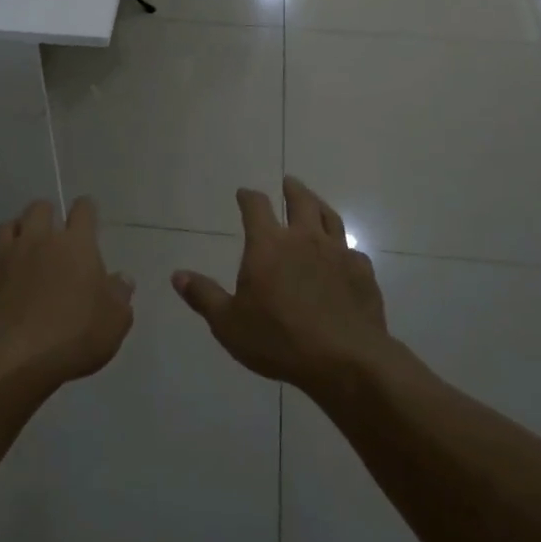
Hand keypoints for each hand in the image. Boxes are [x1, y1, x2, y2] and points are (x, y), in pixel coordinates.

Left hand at [0, 198, 134, 392]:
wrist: (13, 359)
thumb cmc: (73, 337)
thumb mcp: (114, 322)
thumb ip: (120, 296)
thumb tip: (122, 279)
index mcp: (75, 245)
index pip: (83, 210)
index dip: (86, 210)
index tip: (87, 217)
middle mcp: (38, 239)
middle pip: (39, 208)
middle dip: (46, 216)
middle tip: (51, 236)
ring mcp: (3, 254)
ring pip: (4, 225)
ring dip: (12, 233)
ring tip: (17, 248)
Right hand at [172, 177, 389, 393]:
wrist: (345, 359)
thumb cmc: (279, 339)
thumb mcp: (228, 323)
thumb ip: (203, 296)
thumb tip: (177, 275)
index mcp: (268, 245)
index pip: (256, 207)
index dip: (248, 197)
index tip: (244, 193)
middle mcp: (304, 239)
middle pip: (300, 201)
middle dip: (292, 189)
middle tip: (288, 182)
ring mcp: (338, 253)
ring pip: (330, 218)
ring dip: (320, 206)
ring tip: (316, 203)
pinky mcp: (362, 273)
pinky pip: (353, 252)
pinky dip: (345, 248)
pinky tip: (345, 255)